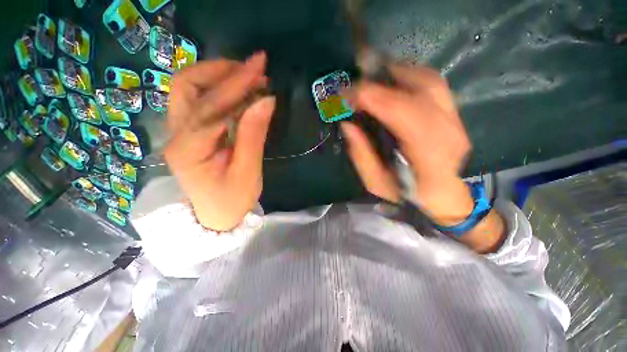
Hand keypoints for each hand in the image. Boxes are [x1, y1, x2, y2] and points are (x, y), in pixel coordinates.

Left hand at [165, 52, 274, 230]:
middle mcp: (176, 134)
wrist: (215, 217)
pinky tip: (238, 92)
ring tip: (247, 76)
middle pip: (188, 85)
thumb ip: (253, 135)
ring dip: (217, 76)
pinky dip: (218, 89)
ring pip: (188, 89)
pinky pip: (198, 101)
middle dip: (221, 70)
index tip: (261, 66)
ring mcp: (178, 131)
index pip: (213, 105)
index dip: (238, 83)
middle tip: (252, 68)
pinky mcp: (188, 132)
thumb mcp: (248, 171)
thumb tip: (266, 100)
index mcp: (189, 149)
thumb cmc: (233, 200)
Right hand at [342, 63, 504, 251]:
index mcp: (428, 155)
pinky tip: (392, 82)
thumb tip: (347, 125)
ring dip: (396, 73)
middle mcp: (448, 131)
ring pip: (428, 80)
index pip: (401, 111)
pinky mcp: (454, 113)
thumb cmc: (407, 195)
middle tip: (356, 81)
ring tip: (372, 77)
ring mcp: (456, 119)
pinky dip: (409, 77)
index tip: (345, 94)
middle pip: (419, 87)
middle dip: (382, 79)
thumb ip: (361, 155)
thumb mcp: (376, 183)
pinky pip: (433, 84)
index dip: (372, 97)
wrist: (444, 196)